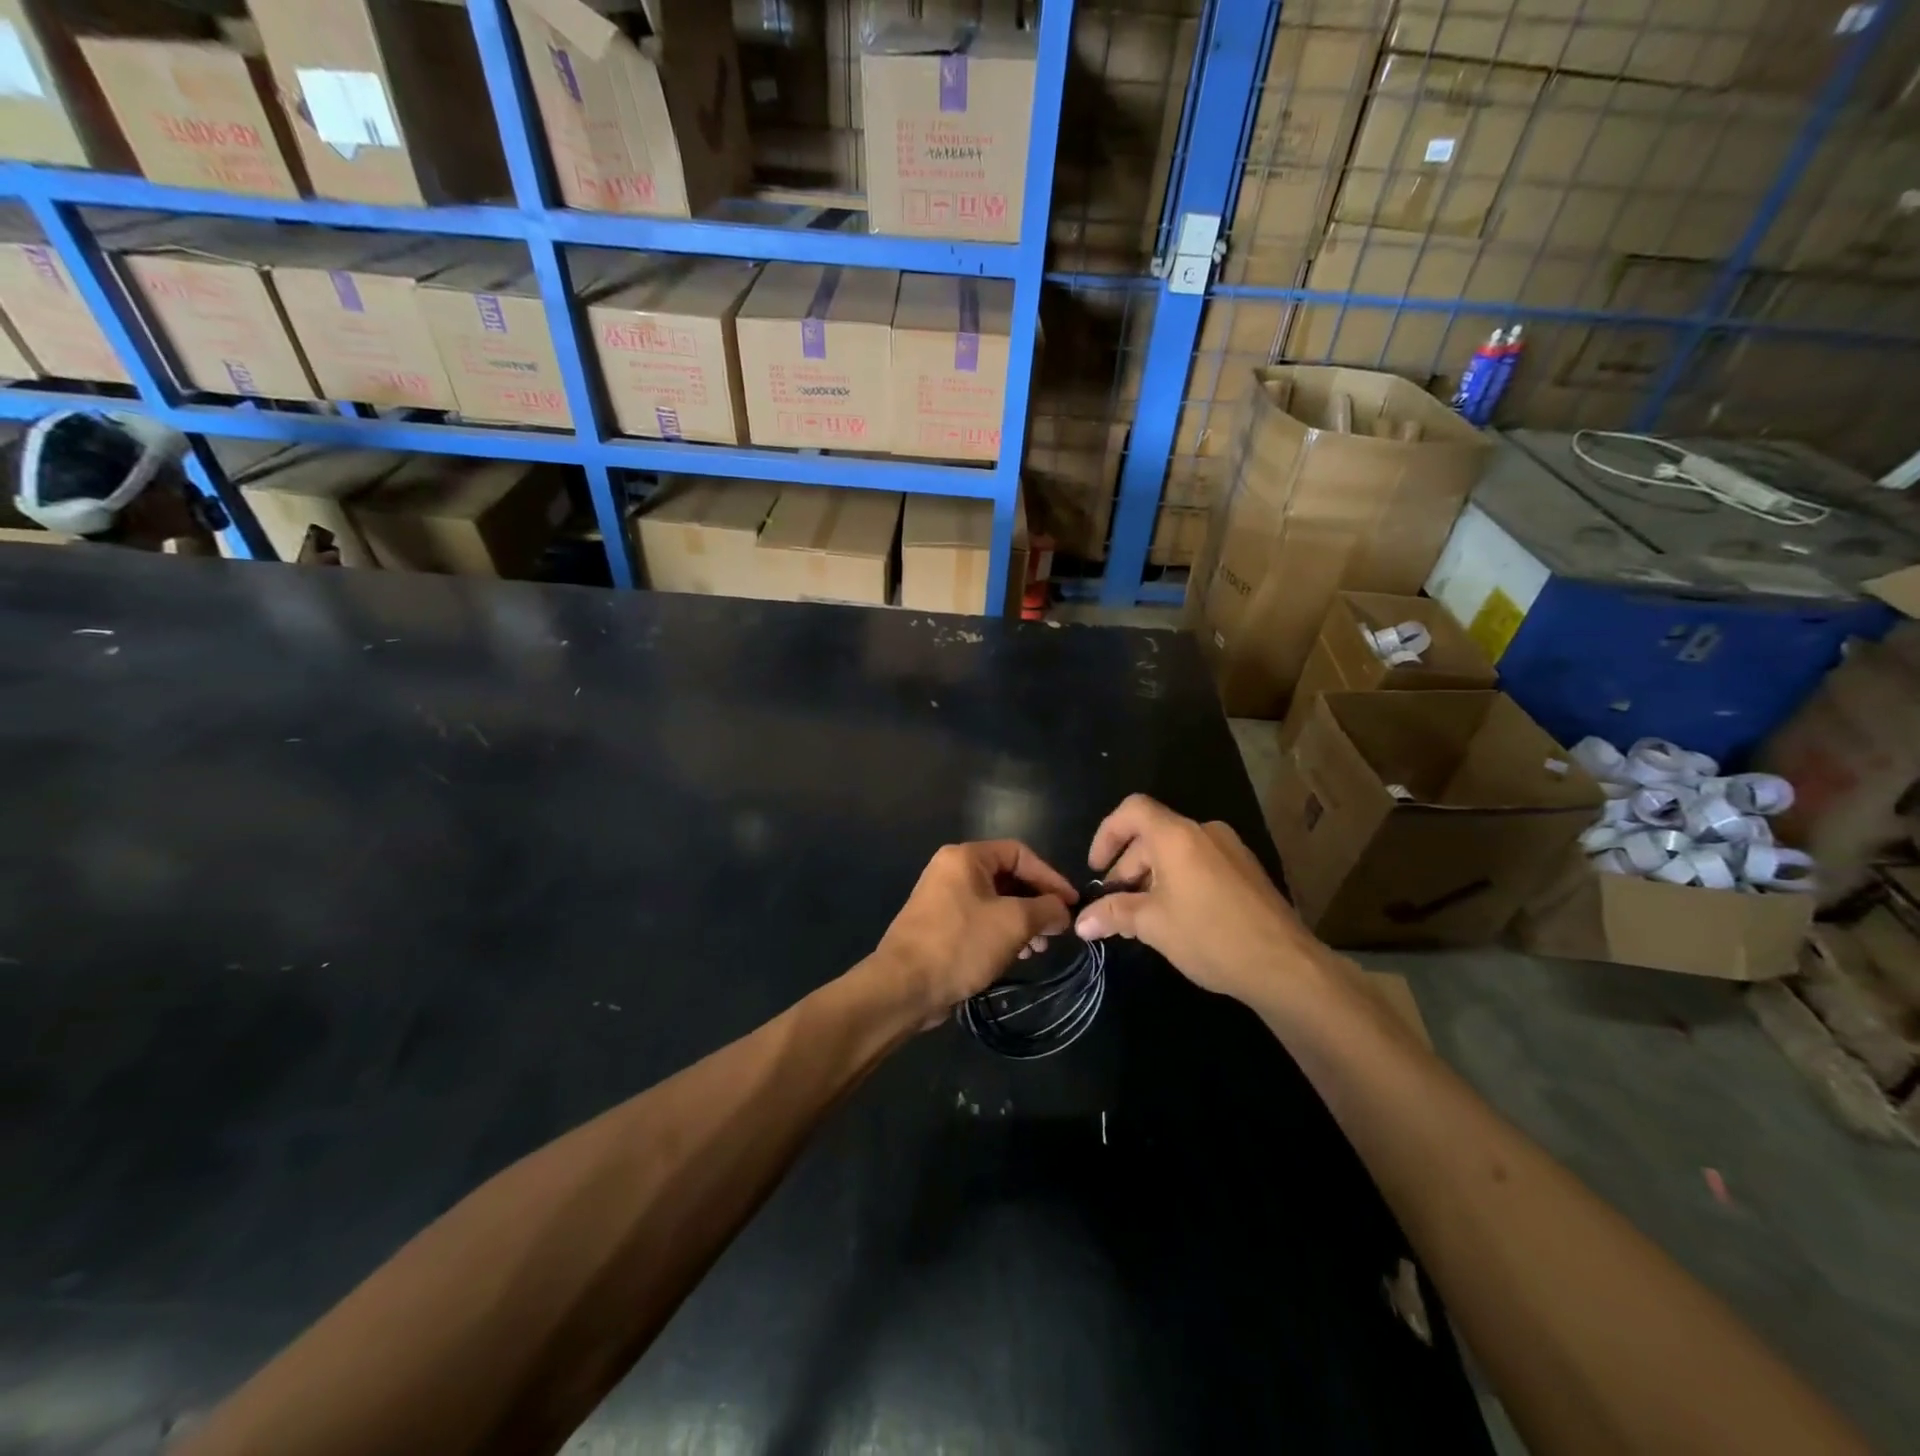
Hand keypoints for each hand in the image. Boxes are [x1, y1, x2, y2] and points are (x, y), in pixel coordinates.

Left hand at [875, 841, 1078, 1027]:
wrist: (904, 986)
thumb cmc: (961, 944)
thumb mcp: (1013, 923)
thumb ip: (1046, 910)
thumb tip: (1063, 911)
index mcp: (966, 857)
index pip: (1020, 853)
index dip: (1050, 877)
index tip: (1071, 903)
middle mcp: (951, 870)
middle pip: (1007, 877)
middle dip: (1036, 903)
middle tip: (1057, 929)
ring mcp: (943, 898)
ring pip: (995, 901)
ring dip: (1022, 921)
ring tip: (1039, 948)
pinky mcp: (940, 925)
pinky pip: (980, 919)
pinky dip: (1002, 932)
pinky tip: (1017, 956)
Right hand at [1074, 795, 1319, 1001]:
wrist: (1286, 966)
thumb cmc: (1210, 936)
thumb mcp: (1153, 925)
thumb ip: (1113, 914)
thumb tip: (1081, 922)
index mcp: (1177, 836)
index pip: (1132, 810)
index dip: (1106, 833)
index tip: (1096, 869)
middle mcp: (1205, 832)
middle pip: (1153, 834)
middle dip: (1127, 867)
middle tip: (1116, 905)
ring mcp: (1231, 850)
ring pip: (1177, 851)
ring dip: (1152, 877)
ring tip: (1144, 916)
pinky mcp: (1247, 871)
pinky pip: (1201, 864)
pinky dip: (1179, 881)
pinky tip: (1178, 918)